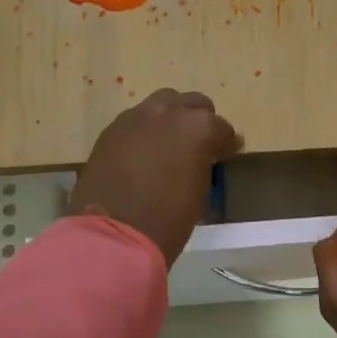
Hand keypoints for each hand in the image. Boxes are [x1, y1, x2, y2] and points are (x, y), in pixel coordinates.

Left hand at [70, 89, 242, 266]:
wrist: (114, 234)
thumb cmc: (168, 219)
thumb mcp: (200, 190)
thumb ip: (204, 163)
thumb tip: (205, 157)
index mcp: (199, 127)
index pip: (222, 128)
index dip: (225, 143)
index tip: (225, 156)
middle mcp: (169, 112)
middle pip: (192, 103)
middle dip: (198, 121)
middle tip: (197, 145)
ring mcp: (136, 117)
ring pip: (161, 104)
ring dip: (170, 119)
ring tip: (168, 144)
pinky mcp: (111, 129)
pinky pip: (135, 121)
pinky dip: (144, 131)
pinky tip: (142, 153)